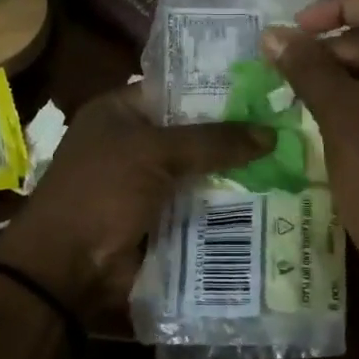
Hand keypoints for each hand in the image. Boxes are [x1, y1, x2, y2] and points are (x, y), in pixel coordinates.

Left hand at [0, 85, 269, 314]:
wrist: (68, 269)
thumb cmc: (101, 193)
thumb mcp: (154, 154)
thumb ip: (212, 141)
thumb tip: (271, 133)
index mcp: (119, 112)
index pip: (177, 90)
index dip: (218, 90)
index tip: (264, 92)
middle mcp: (133, 143)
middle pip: (193, 132)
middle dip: (234, 135)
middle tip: (287, 128)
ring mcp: (147, 184)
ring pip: (200, 171)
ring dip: (236, 173)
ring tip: (291, 162)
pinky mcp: (160, 219)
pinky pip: (199, 204)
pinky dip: (226, 205)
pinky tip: (270, 199)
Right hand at [262, 0, 358, 288]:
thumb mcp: (340, 114)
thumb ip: (307, 68)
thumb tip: (273, 35)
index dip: (340, 4)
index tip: (300, 26)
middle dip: (332, 45)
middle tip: (287, 63)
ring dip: (337, 73)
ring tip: (294, 88)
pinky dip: (352, 97)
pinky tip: (318, 110)